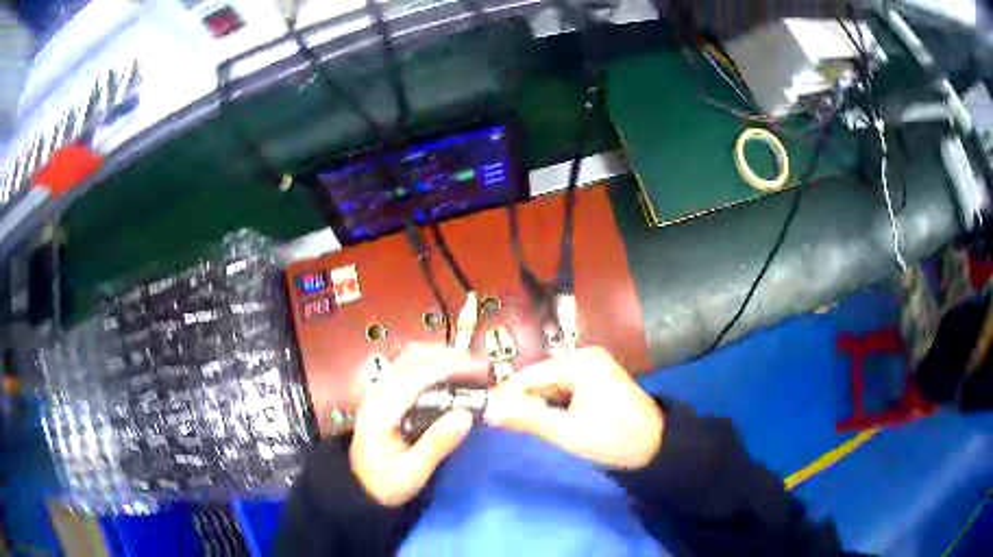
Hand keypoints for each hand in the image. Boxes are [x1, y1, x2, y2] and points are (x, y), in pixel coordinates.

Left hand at [350, 345, 476, 506]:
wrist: (359, 489)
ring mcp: (378, 393)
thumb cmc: (385, 485)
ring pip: (409, 362)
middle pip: (412, 361)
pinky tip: (449, 375)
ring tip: (470, 368)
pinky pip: (408, 371)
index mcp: (380, 412)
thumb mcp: (411, 474)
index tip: (479, 369)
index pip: (415, 377)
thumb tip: (466, 416)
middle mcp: (376, 395)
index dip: (449, 367)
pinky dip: (431, 366)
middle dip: (448, 358)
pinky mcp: (383, 397)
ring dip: (440, 359)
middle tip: (482, 367)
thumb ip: (436, 445)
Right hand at [485, 346, 662, 469]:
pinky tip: (546, 419)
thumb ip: (528, 419)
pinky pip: (563, 389)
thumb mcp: (568, 431)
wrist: (656, 445)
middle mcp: (584, 356)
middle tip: (502, 424)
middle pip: (539, 377)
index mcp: (579, 362)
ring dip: (536, 404)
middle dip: (522, 400)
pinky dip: (552, 404)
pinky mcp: (595, 379)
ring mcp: (591, 366)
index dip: (506, 395)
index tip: (485, 413)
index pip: (530, 375)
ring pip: (550, 384)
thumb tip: (488, 411)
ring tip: (520, 424)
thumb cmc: (613, 437)